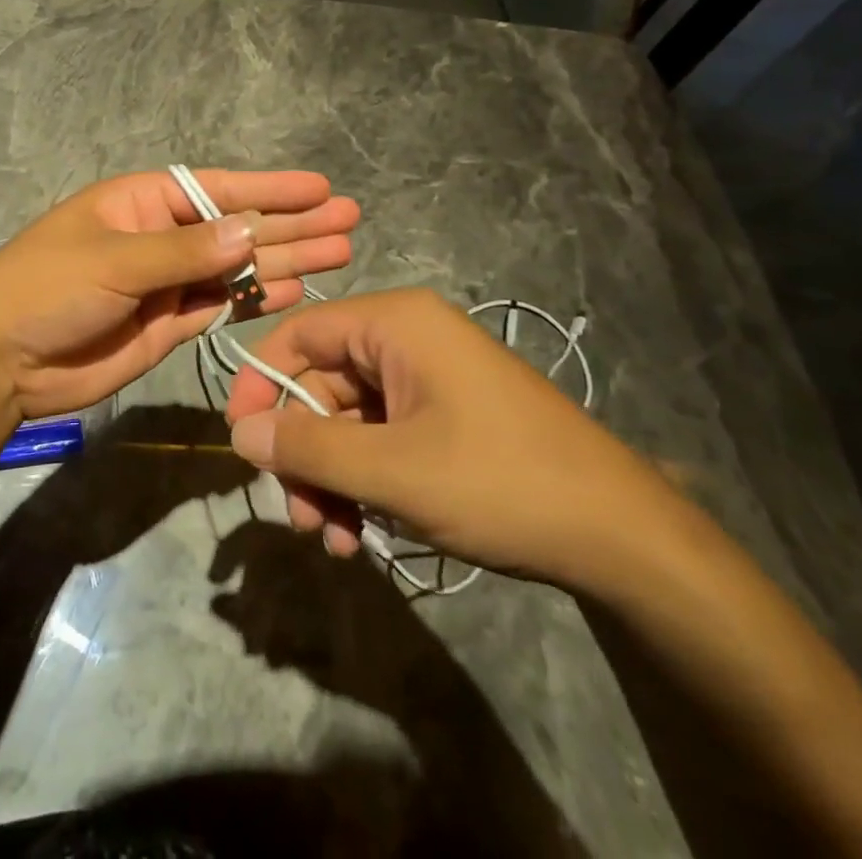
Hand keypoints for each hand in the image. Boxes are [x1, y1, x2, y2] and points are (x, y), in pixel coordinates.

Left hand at [0, 169, 358, 418]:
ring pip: (237, 268)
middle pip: (238, 227)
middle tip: (348, 220)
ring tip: (339, 253)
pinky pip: (221, 305)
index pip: (218, 189)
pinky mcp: (170, 324)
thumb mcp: (113, 260)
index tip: (319, 188)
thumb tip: (249, 234)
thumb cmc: (47, 289)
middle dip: (291, 223)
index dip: (270, 189)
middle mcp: (162, 237)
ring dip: (285, 260)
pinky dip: (255, 299)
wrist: (2, 361)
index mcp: (143, 203)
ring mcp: (168, 282)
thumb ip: (183, 252)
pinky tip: (295, 290)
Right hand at [224, 289, 676, 591]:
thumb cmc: (500, 482)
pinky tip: (362, 534)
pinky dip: (363, 481)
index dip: (260, 383)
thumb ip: (309, 447)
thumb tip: (240, 432)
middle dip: (303, 451)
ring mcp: (428, 378)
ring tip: (334, 539)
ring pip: (348, 419)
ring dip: (331, 477)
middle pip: (321, 383)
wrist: (622, 534)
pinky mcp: (444, 415)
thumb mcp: (393, 471)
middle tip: (298, 516)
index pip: (299, 334)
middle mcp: (406, 338)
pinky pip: (381, 437)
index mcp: (394, 323)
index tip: (239, 441)